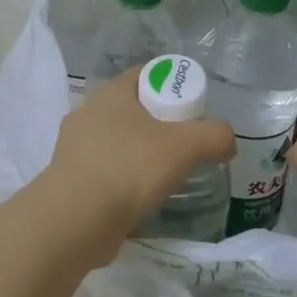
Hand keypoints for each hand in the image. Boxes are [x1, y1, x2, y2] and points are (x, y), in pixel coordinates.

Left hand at [48, 68, 235, 235]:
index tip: (192, 109)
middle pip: (132, 109)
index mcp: (111, 93)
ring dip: (138, 154)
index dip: (171, 86)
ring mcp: (73, 148)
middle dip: (158, 123)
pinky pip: (104, 171)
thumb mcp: (185, 146)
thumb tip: (227, 140)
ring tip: (165, 175)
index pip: (145, 75)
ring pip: (116, 141)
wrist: (75, 221)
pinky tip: (139, 198)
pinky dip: (122, 180)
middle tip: (185, 144)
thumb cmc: (129, 168)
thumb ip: (215, 136)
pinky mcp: (69, 180)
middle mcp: (87, 113)